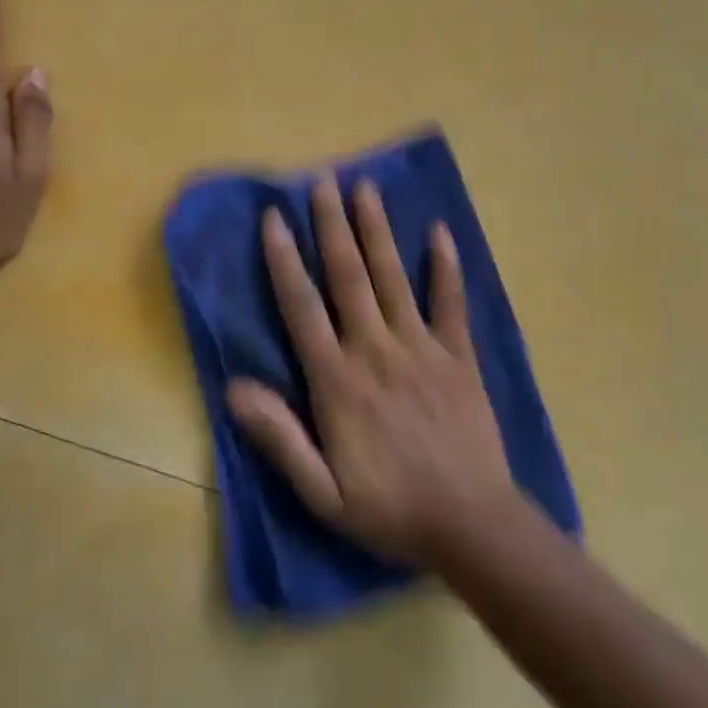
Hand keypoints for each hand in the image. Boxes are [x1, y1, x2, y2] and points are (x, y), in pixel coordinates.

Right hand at [228, 176, 517, 566]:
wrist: (473, 527)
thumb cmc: (389, 509)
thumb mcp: (321, 492)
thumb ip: (279, 437)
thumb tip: (234, 388)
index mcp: (338, 380)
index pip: (302, 307)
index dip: (285, 259)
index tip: (274, 218)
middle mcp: (376, 350)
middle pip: (348, 276)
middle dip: (332, 225)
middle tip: (321, 180)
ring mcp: (422, 348)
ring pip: (393, 277)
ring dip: (377, 230)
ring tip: (365, 188)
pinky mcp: (458, 357)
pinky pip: (451, 303)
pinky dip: (446, 266)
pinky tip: (439, 231)